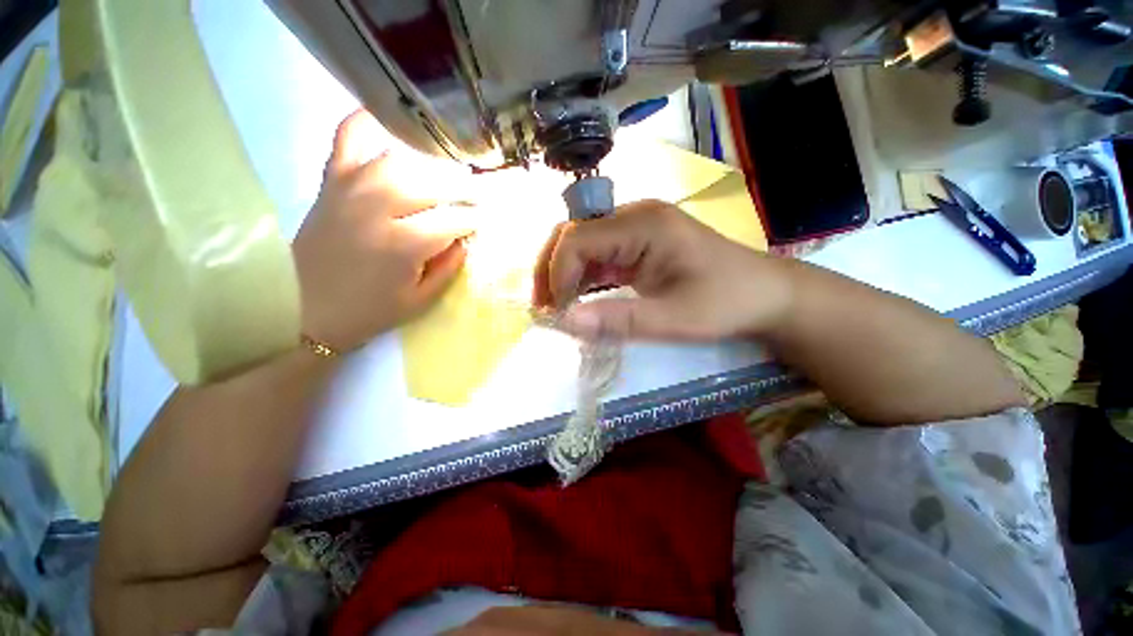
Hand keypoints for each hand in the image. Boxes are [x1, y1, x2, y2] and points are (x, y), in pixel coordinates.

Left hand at [293, 110, 477, 350]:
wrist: (300, 310)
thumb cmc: (367, 311)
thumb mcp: (420, 301)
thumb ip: (448, 268)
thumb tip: (464, 240)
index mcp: (402, 246)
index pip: (452, 221)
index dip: (473, 221)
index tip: (484, 223)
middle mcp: (376, 209)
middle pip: (431, 185)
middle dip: (462, 190)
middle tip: (475, 198)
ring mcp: (349, 190)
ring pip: (399, 161)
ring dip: (429, 168)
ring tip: (445, 178)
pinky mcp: (330, 183)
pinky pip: (347, 140)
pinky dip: (365, 124)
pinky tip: (384, 121)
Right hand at [533, 200, 793, 341]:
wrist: (767, 295)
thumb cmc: (726, 303)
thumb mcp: (673, 318)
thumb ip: (617, 320)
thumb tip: (564, 322)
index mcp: (644, 224)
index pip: (578, 238)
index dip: (558, 274)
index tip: (557, 312)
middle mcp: (635, 216)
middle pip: (573, 233)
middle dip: (552, 269)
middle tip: (545, 306)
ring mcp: (636, 228)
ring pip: (581, 242)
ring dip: (563, 273)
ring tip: (556, 306)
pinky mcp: (639, 243)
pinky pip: (599, 254)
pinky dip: (583, 276)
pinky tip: (579, 298)